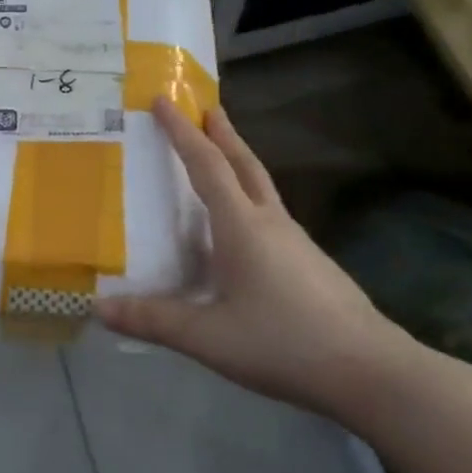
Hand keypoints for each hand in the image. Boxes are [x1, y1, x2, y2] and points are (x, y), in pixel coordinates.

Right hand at [97, 99, 414, 417]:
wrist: (372, 372)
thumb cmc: (284, 343)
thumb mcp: (208, 337)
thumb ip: (154, 320)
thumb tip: (99, 307)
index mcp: (241, 226)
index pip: (206, 165)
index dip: (181, 132)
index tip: (162, 100)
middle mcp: (270, 222)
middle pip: (244, 163)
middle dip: (221, 132)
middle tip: (205, 107)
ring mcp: (296, 241)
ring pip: (261, 186)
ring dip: (238, 161)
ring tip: (220, 156)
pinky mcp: (311, 262)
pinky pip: (271, 213)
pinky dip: (249, 197)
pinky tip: (244, 225)